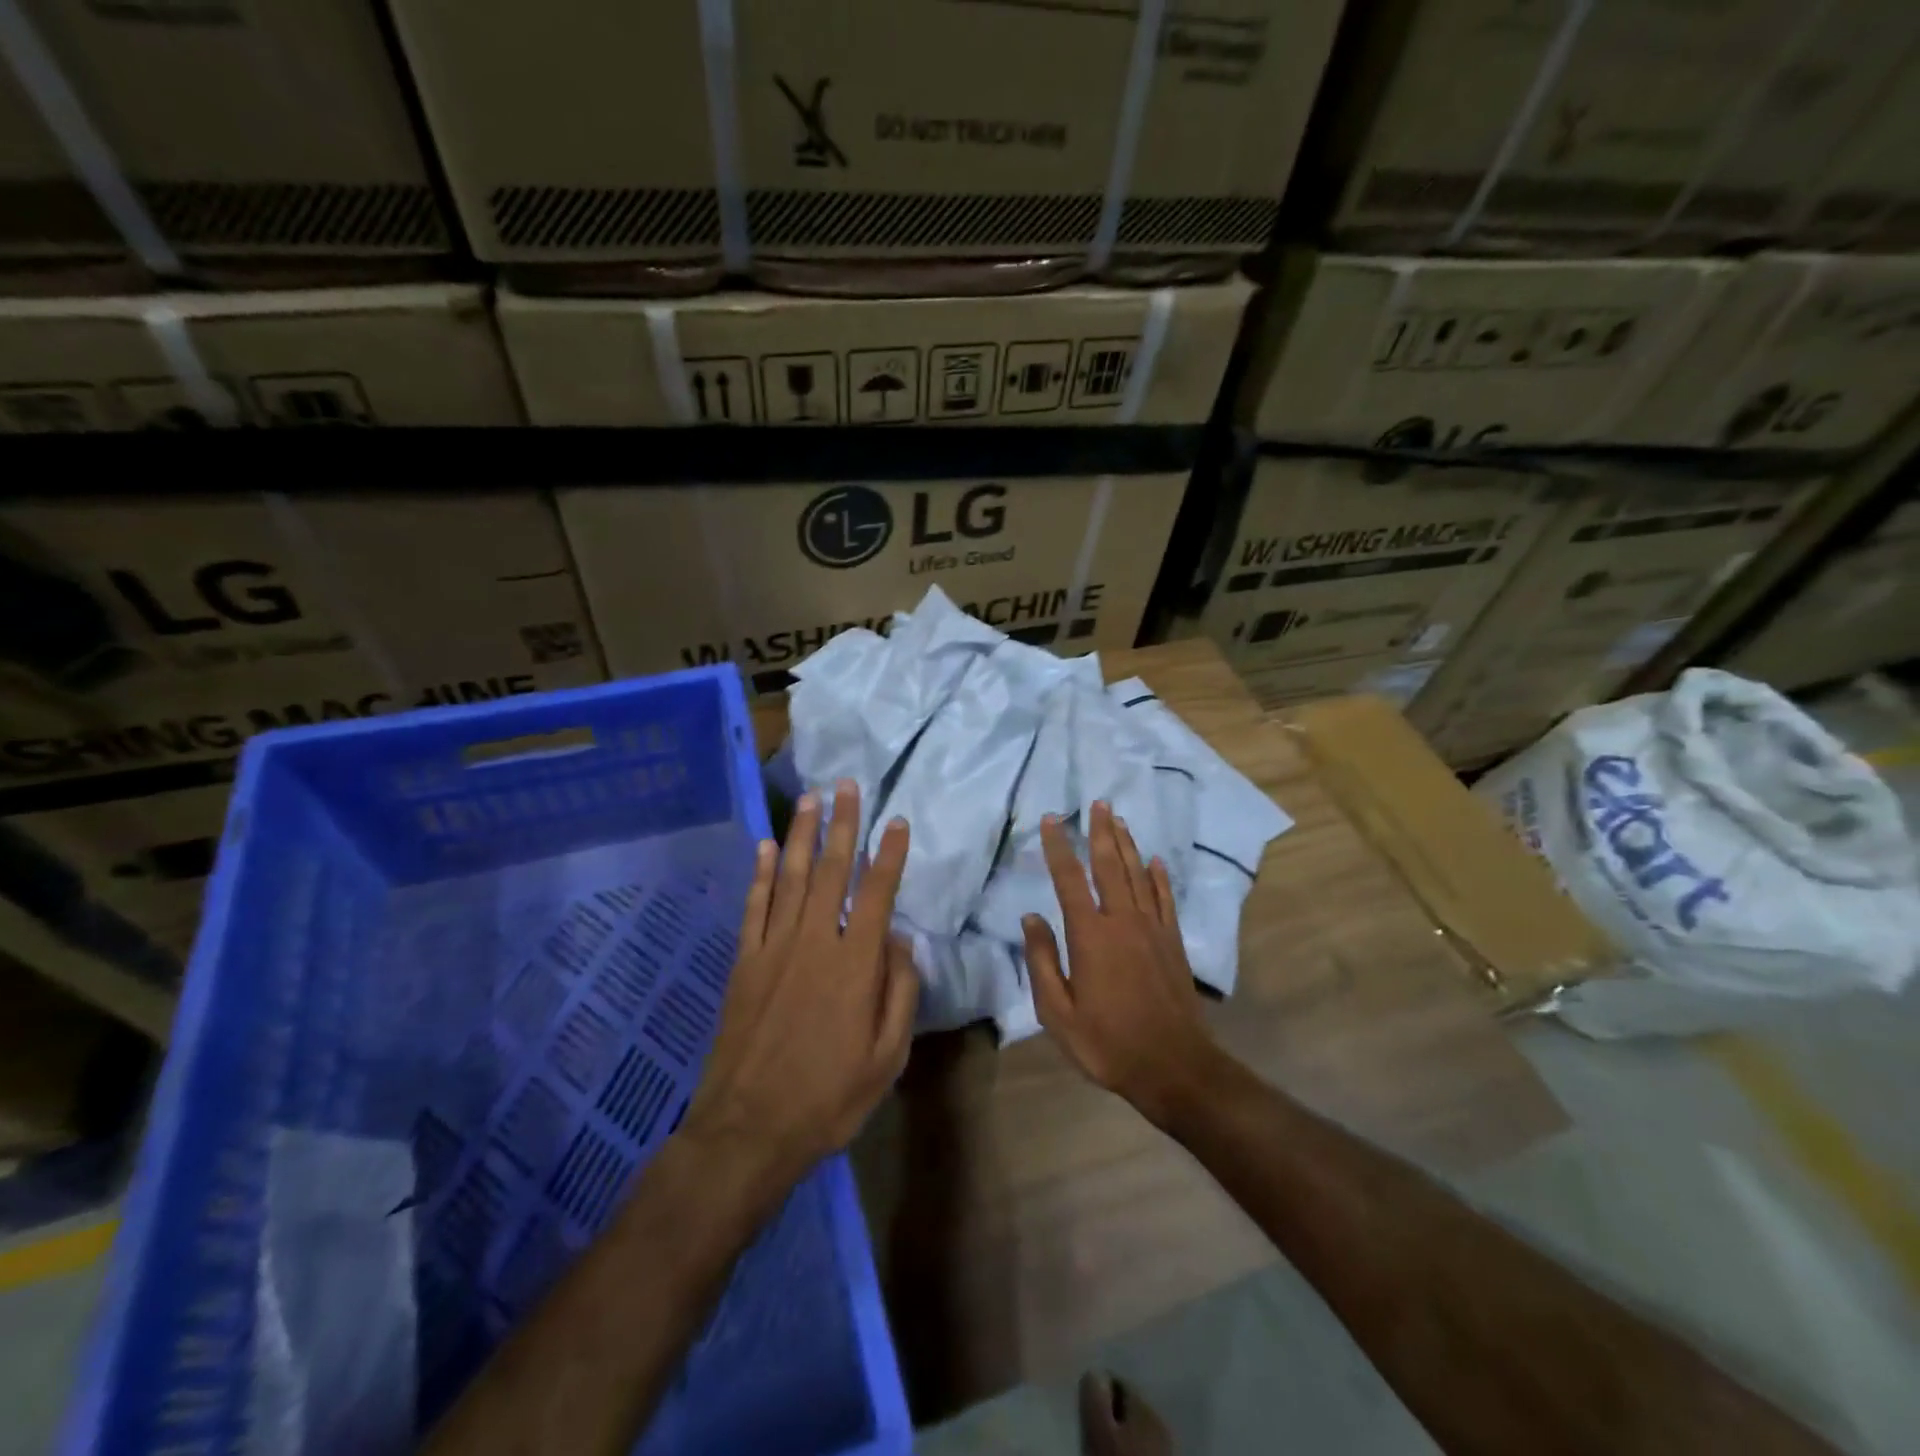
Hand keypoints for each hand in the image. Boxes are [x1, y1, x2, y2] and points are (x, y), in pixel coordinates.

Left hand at [686, 780, 917, 1191]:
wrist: (748, 1129)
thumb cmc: (829, 1098)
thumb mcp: (887, 1058)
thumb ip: (899, 993)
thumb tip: (901, 941)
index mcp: (855, 965)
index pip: (876, 894)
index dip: (888, 855)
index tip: (895, 821)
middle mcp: (814, 943)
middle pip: (832, 872)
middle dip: (842, 825)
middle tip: (847, 786)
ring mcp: (773, 949)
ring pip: (792, 878)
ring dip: (804, 836)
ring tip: (813, 800)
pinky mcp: (744, 963)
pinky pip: (755, 907)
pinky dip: (761, 874)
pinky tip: (766, 847)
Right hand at [1023, 801, 1222, 1128]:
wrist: (1173, 1066)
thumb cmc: (1107, 1042)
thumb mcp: (1058, 1012)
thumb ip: (1042, 961)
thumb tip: (1031, 917)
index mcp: (1090, 935)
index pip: (1069, 879)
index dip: (1058, 847)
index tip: (1051, 820)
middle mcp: (1122, 921)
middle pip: (1110, 865)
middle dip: (1101, 832)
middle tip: (1098, 802)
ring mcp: (1153, 929)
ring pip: (1138, 875)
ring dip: (1127, 845)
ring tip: (1119, 819)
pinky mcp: (1174, 942)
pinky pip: (1165, 899)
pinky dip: (1159, 876)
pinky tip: (1155, 860)